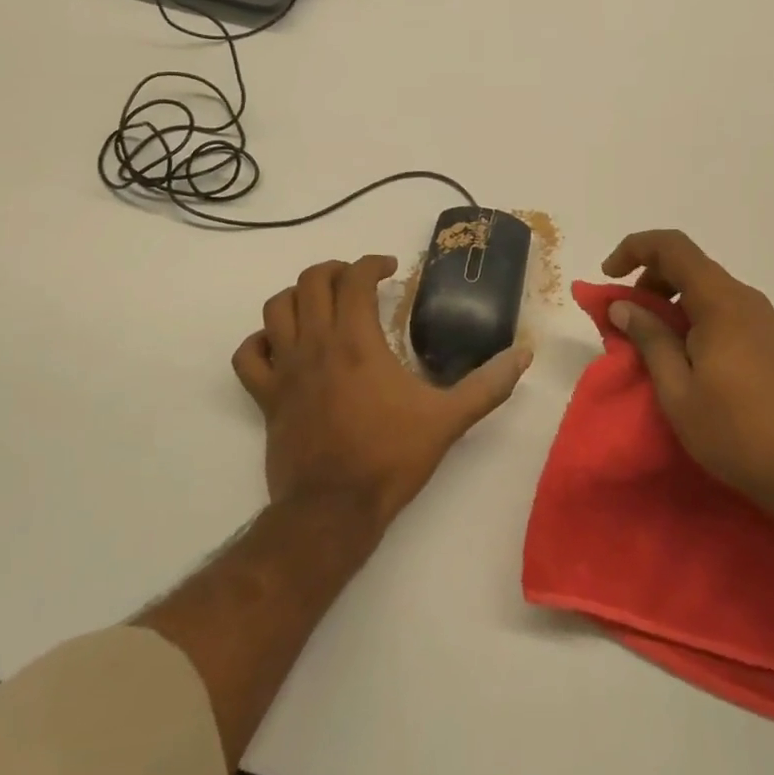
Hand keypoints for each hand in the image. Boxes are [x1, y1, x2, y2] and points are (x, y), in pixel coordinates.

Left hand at [232, 255, 531, 529]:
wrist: (332, 511)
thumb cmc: (389, 458)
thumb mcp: (448, 420)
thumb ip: (488, 385)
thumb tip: (524, 354)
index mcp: (356, 340)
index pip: (354, 278)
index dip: (372, 263)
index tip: (390, 269)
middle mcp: (315, 344)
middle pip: (310, 281)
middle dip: (334, 270)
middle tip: (356, 280)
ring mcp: (285, 370)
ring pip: (275, 308)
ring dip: (297, 296)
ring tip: (320, 303)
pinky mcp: (266, 397)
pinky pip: (249, 355)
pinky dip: (261, 341)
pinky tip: (281, 345)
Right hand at [602, 230, 773, 523]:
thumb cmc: (735, 431)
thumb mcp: (677, 390)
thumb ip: (649, 338)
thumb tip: (623, 305)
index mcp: (721, 302)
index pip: (672, 247)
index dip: (634, 249)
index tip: (609, 276)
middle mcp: (745, 299)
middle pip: (690, 265)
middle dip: (650, 279)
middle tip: (627, 318)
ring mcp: (764, 319)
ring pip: (707, 288)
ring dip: (672, 301)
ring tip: (652, 341)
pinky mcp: (772, 340)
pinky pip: (725, 309)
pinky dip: (695, 316)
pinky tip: (686, 355)